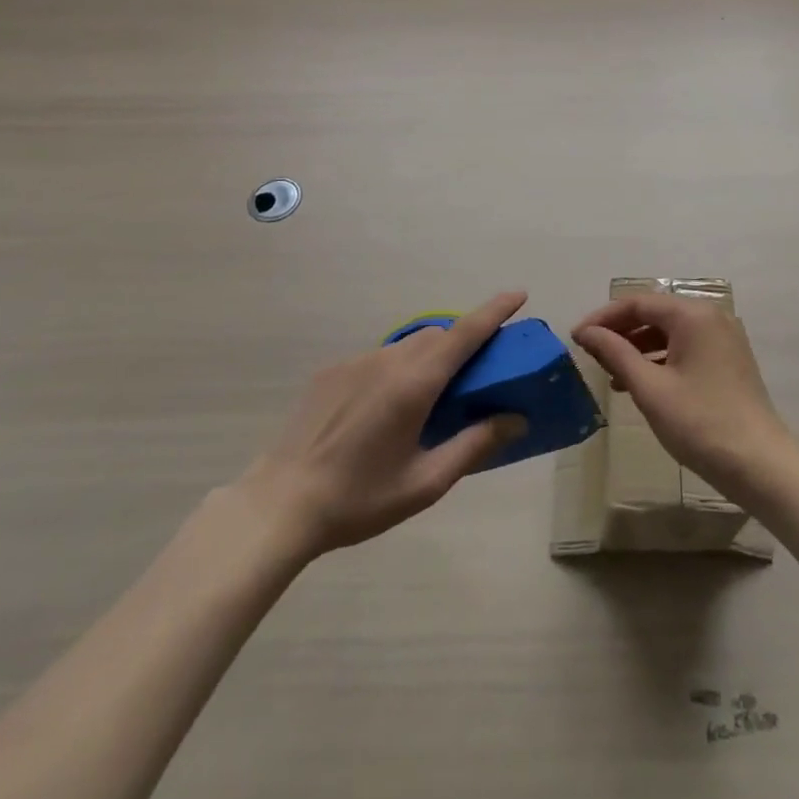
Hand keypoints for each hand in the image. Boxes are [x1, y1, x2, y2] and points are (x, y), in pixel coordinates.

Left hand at [231, 292, 528, 559]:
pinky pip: (378, 359)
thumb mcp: (425, 483)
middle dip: (462, 344)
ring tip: (428, 400)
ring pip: (407, 346)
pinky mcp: (331, 372)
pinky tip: (383, 412)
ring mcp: (355, 362)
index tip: (519, 294)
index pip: (465, 333)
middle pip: (438, 336)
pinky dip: (396, 370)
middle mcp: (387, 360)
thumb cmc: (359, 499)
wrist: (280, 505)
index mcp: (414, 384)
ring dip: (428, 358)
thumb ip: (474, 445)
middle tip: (475, 376)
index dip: (494, 311)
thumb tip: (515, 419)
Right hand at [572, 293, 792, 497]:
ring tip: (609, 373)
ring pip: (669, 332)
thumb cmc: (700, 423)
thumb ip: (615, 353)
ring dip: (637, 347)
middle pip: (654, 313)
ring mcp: (723, 338)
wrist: (761, 466)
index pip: (637, 303)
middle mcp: (711, 316)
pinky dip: (660, 359)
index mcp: (693, 315)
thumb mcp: (650, 388)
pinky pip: (685, 347)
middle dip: (619, 332)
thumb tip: (586, 332)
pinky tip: (639, 383)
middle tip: (590, 354)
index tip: (576, 338)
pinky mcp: (728, 360)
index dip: (603, 318)